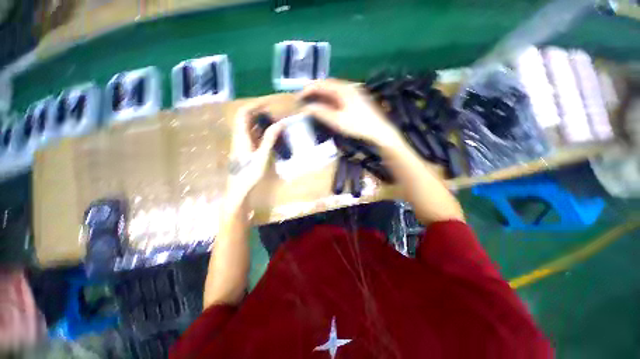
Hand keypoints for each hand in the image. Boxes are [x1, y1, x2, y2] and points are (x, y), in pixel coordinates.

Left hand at [227, 101, 284, 198]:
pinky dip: (261, 131)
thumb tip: (280, 123)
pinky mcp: (245, 149)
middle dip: (259, 112)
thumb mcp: (262, 156)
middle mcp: (239, 137)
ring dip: (261, 121)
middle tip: (274, 112)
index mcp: (241, 136)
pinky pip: (252, 135)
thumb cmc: (249, 174)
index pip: (244, 113)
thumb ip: (270, 139)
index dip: (254, 105)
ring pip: (249, 127)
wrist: (239, 189)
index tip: (269, 103)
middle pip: (246, 118)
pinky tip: (271, 135)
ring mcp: (242, 143)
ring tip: (275, 121)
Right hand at [299, 79, 401, 146]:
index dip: (308, 89)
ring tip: (311, 101)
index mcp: (343, 89)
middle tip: (303, 98)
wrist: (379, 130)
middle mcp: (348, 86)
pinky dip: (329, 98)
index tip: (298, 97)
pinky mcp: (356, 98)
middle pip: (327, 84)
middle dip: (313, 90)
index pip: (321, 84)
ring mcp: (353, 92)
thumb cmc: (358, 125)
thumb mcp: (337, 120)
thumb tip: (306, 107)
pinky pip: (338, 94)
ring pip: (333, 89)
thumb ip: (321, 112)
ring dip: (321, 94)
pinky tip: (326, 104)